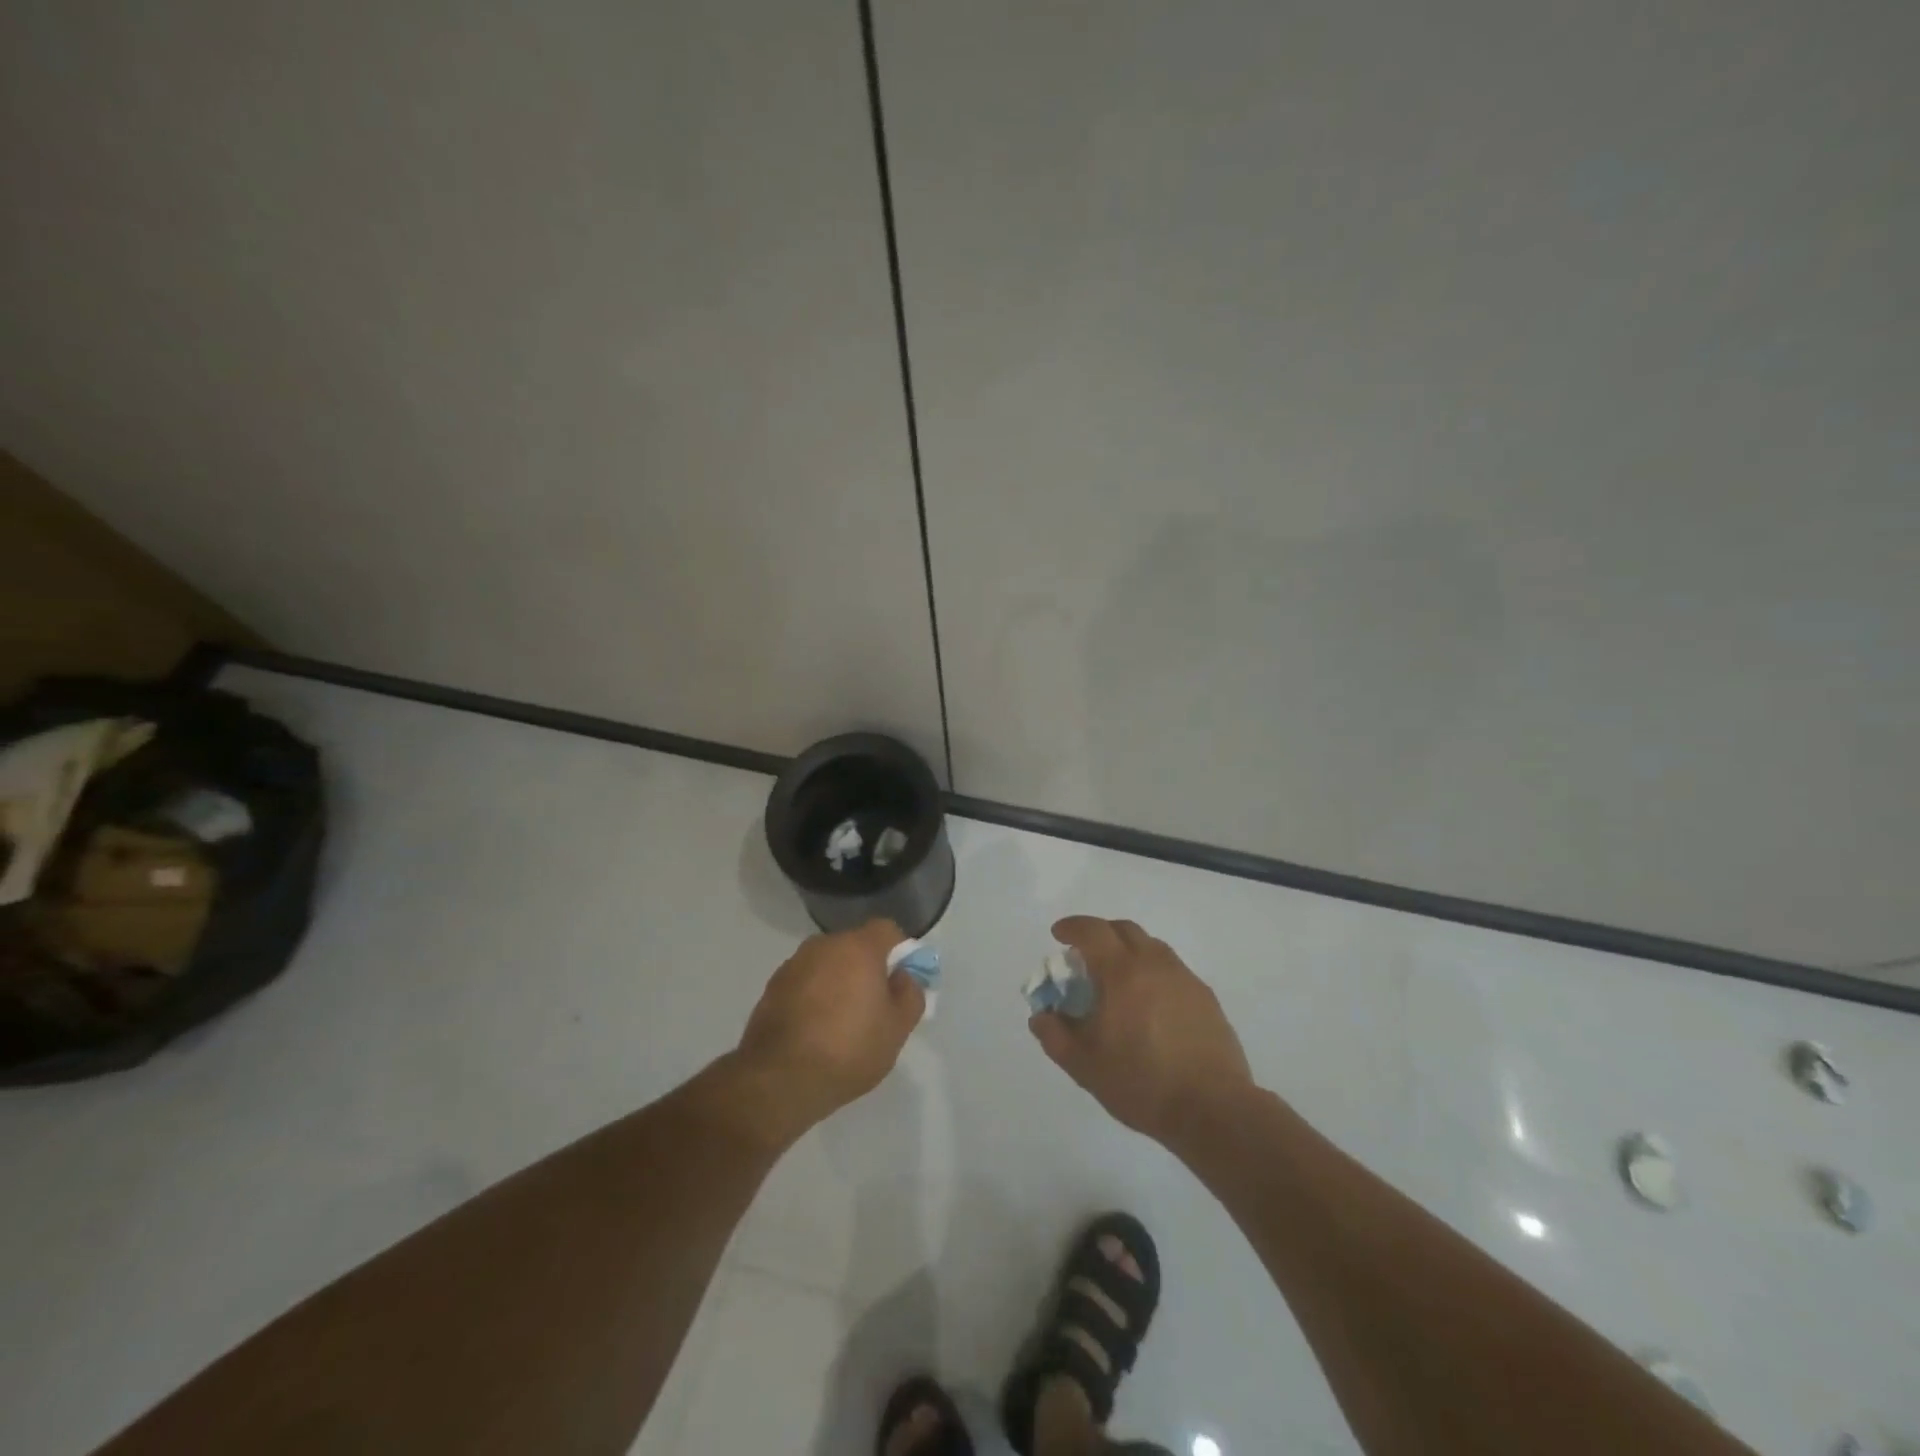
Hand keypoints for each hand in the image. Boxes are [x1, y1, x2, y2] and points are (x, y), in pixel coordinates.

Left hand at [734, 919, 923, 1135]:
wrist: (779, 1079)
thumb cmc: (848, 1049)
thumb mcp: (897, 1029)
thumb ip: (910, 994)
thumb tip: (904, 977)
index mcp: (858, 947)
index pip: (887, 930)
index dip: (900, 952)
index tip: (901, 981)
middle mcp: (823, 945)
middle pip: (855, 946)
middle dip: (867, 968)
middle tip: (874, 1006)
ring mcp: (794, 964)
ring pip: (828, 964)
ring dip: (838, 982)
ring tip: (841, 1023)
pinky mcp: (772, 987)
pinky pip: (805, 982)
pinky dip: (814, 996)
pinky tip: (815, 1030)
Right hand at [1029, 916, 1252, 1143]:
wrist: (1212, 1109)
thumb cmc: (1141, 1083)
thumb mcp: (1084, 1065)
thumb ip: (1055, 1036)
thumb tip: (1041, 1016)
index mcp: (1121, 972)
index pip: (1092, 931)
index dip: (1072, 927)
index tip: (1058, 935)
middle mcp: (1154, 964)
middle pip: (1124, 929)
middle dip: (1100, 933)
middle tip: (1085, 955)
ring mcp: (1184, 978)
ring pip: (1151, 947)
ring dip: (1128, 951)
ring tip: (1117, 979)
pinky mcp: (1205, 997)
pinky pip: (1171, 970)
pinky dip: (1152, 972)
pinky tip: (1149, 1004)